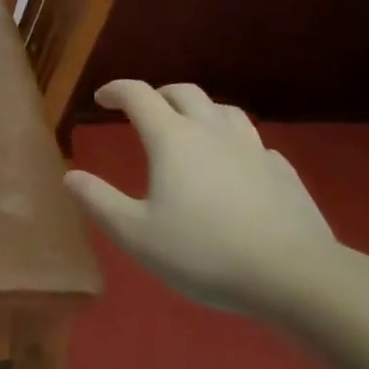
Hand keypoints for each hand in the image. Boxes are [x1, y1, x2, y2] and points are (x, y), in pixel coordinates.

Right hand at [64, 80, 338, 313]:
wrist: (298, 278)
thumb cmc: (206, 253)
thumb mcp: (137, 235)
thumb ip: (99, 202)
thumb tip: (70, 176)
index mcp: (172, 138)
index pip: (138, 94)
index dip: (116, 90)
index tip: (101, 98)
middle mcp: (212, 131)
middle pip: (183, 92)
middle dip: (159, 94)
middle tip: (144, 110)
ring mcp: (253, 149)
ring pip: (224, 110)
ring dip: (201, 110)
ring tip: (191, 127)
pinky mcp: (284, 174)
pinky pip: (255, 143)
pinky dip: (235, 143)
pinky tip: (236, 164)